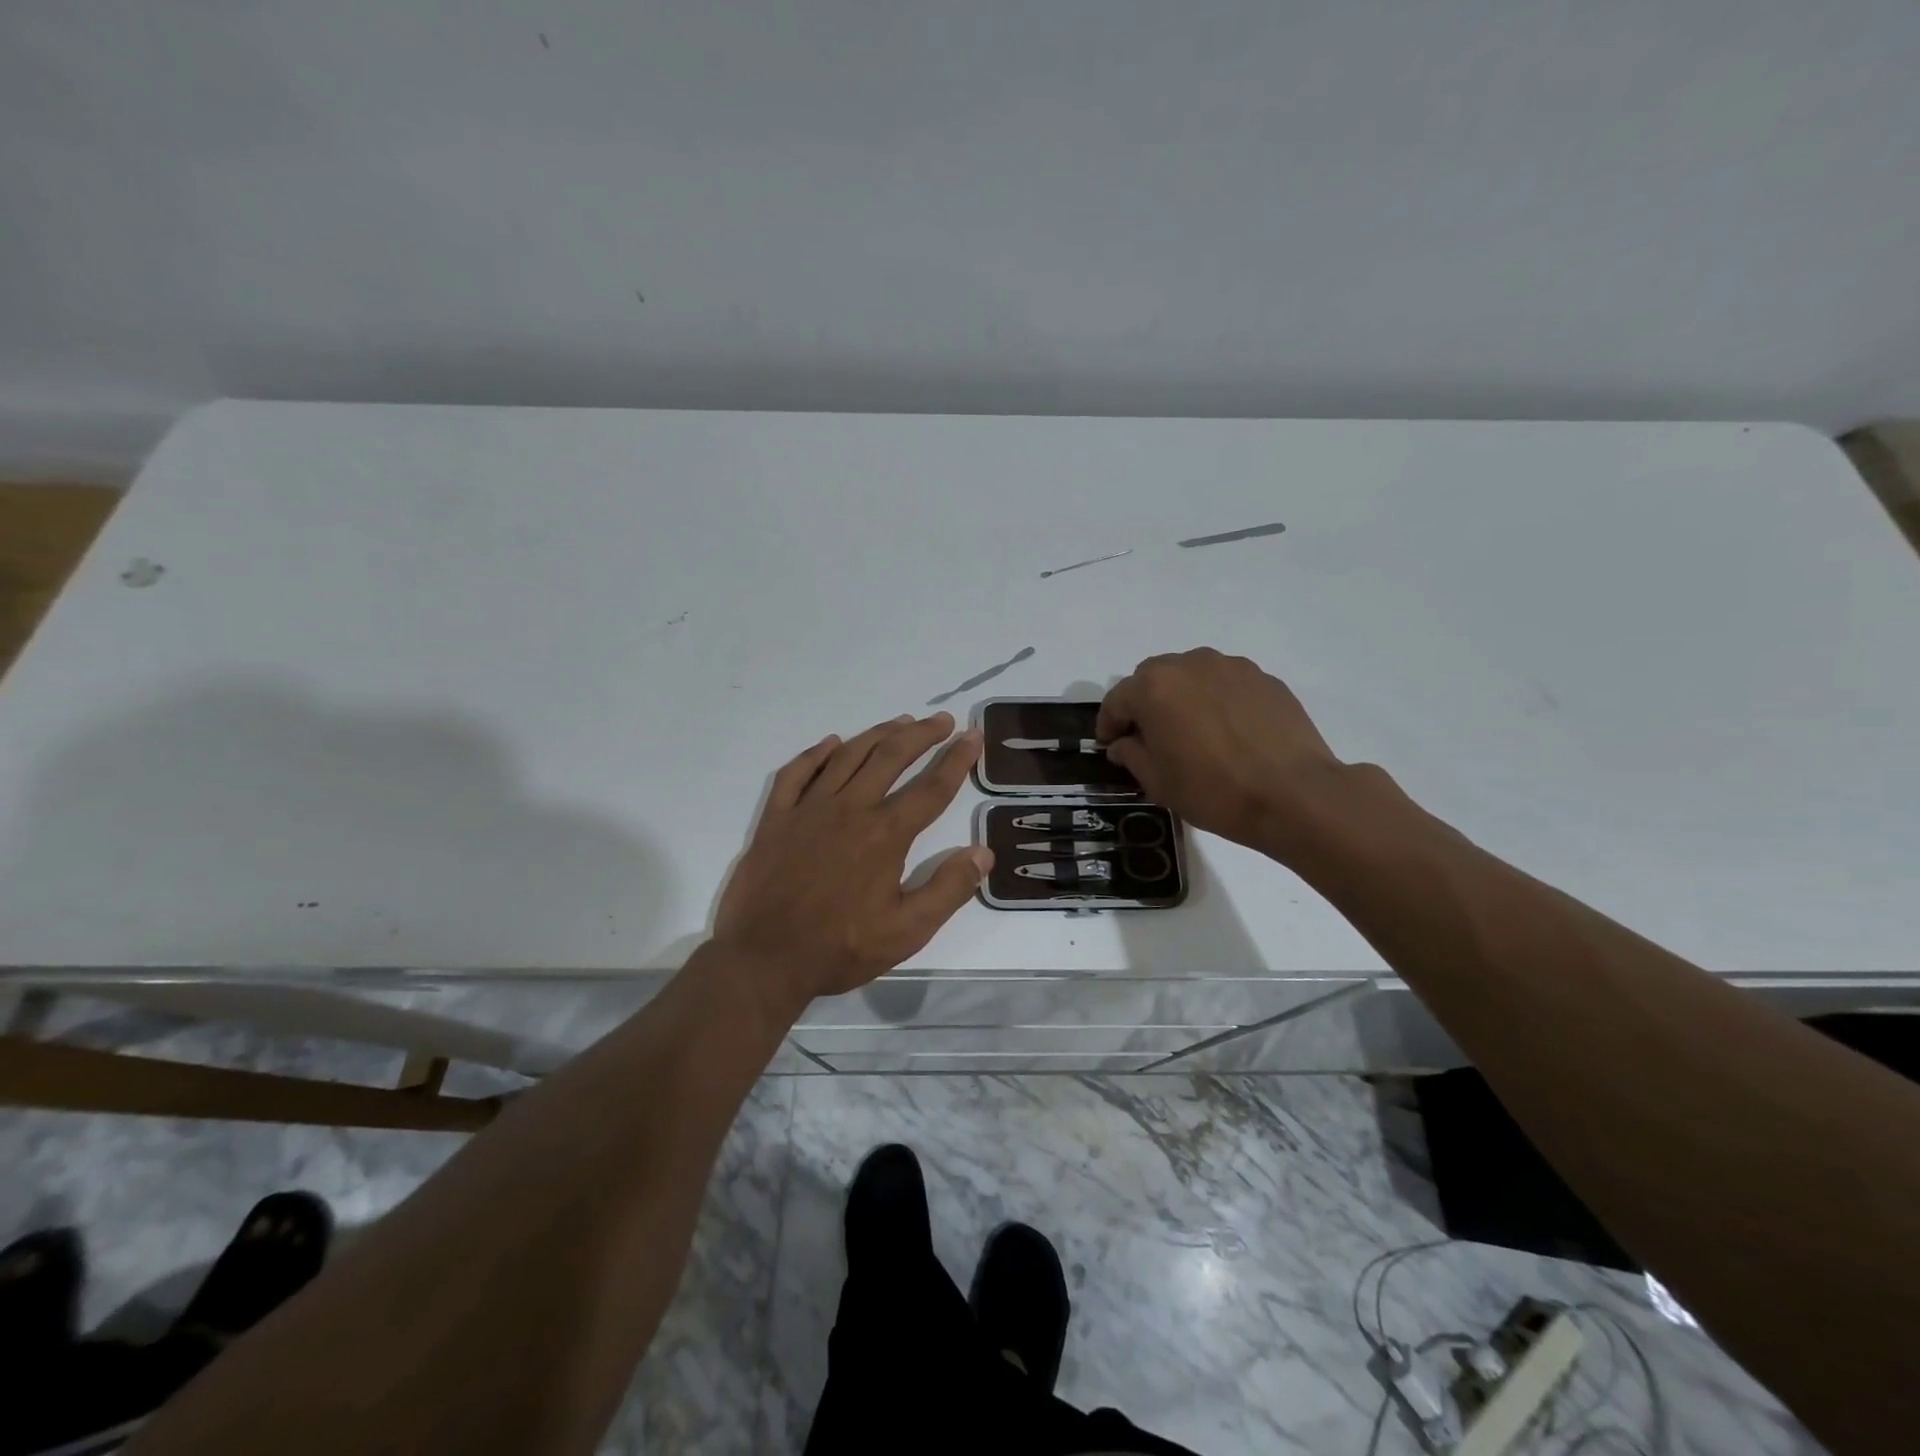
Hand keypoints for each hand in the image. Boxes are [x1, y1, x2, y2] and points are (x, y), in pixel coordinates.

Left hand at [713, 712, 991, 1005]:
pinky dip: (815, 753)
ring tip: (900, 721)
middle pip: (890, 757)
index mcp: (885, 835)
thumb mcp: (907, 932)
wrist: (764, 959)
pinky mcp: (776, 818)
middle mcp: (849, 810)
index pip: (931, 788)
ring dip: (877, 734)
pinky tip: (831, 743)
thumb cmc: (840, 948)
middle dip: (920, 734)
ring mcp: (808, 810)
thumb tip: (983, 853)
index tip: (972, 736)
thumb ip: (948, 890)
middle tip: (941, 720)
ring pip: (847, 756)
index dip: (957, 760)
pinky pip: (796, 773)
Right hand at [1097, 648, 1346, 855]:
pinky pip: (1226, 684)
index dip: (1109, 724)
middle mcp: (1190, 664)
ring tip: (1191, 731)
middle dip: (1144, 704)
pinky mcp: (1265, 679)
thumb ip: (1132, 755)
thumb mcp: (1159, 782)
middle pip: (1153, 678)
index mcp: (1155, 687)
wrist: (1295, 795)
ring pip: (1192, 676)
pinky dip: (1216, 701)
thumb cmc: (1214, 791)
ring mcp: (1231, 667)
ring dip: (1182, 697)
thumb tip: (1123, 743)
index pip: (1117, 699)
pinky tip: (1227, 732)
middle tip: (1149, 737)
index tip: (1109, 745)